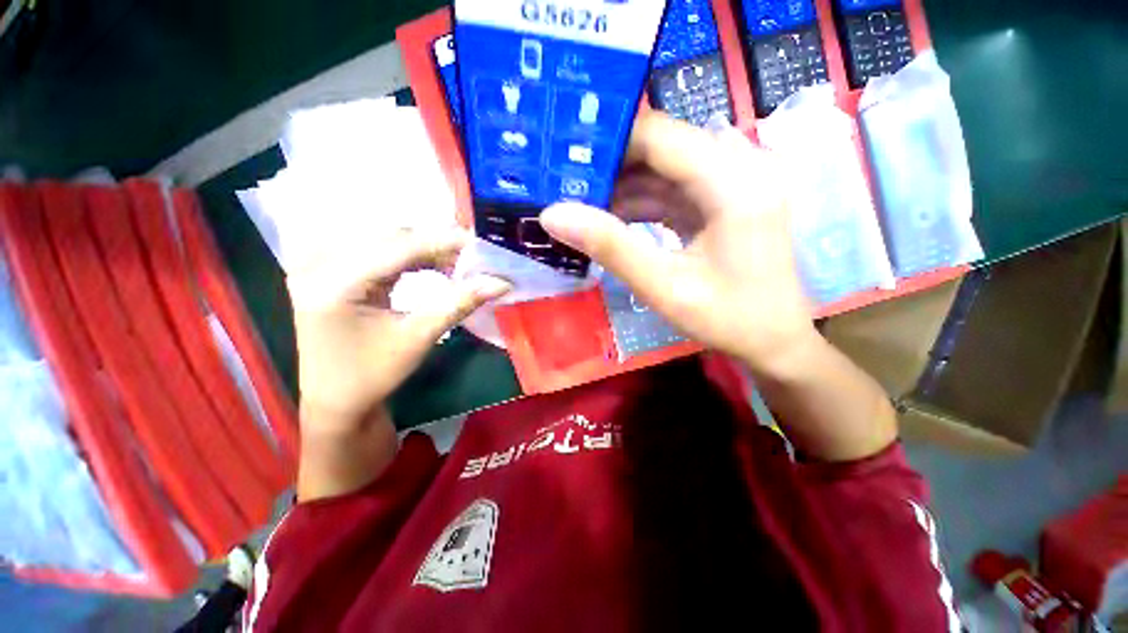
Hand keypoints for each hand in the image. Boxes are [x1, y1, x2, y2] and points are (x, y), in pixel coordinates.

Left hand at [288, 228, 510, 427]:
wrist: (337, 401)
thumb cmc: (373, 375)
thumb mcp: (419, 337)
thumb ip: (460, 303)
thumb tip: (501, 282)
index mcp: (332, 282)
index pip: (399, 247)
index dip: (445, 241)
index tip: (482, 243)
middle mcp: (319, 263)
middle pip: (392, 238)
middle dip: (438, 245)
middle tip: (476, 256)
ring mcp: (322, 265)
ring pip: (388, 241)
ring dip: (428, 250)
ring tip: (461, 263)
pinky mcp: (332, 271)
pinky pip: (380, 251)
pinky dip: (412, 257)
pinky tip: (435, 265)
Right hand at [539, 112, 816, 374]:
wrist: (774, 342)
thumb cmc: (727, 319)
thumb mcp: (663, 287)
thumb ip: (610, 247)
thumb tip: (553, 214)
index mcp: (734, 182)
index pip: (660, 137)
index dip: (609, 141)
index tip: (563, 157)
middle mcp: (740, 168)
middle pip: (662, 148)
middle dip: (611, 165)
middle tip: (563, 182)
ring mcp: (734, 184)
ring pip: (664, 169)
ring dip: (622, 186)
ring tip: (577, 202)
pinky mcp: (723, 201)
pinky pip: (673, 190)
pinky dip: (640, 202)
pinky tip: (609, 218)